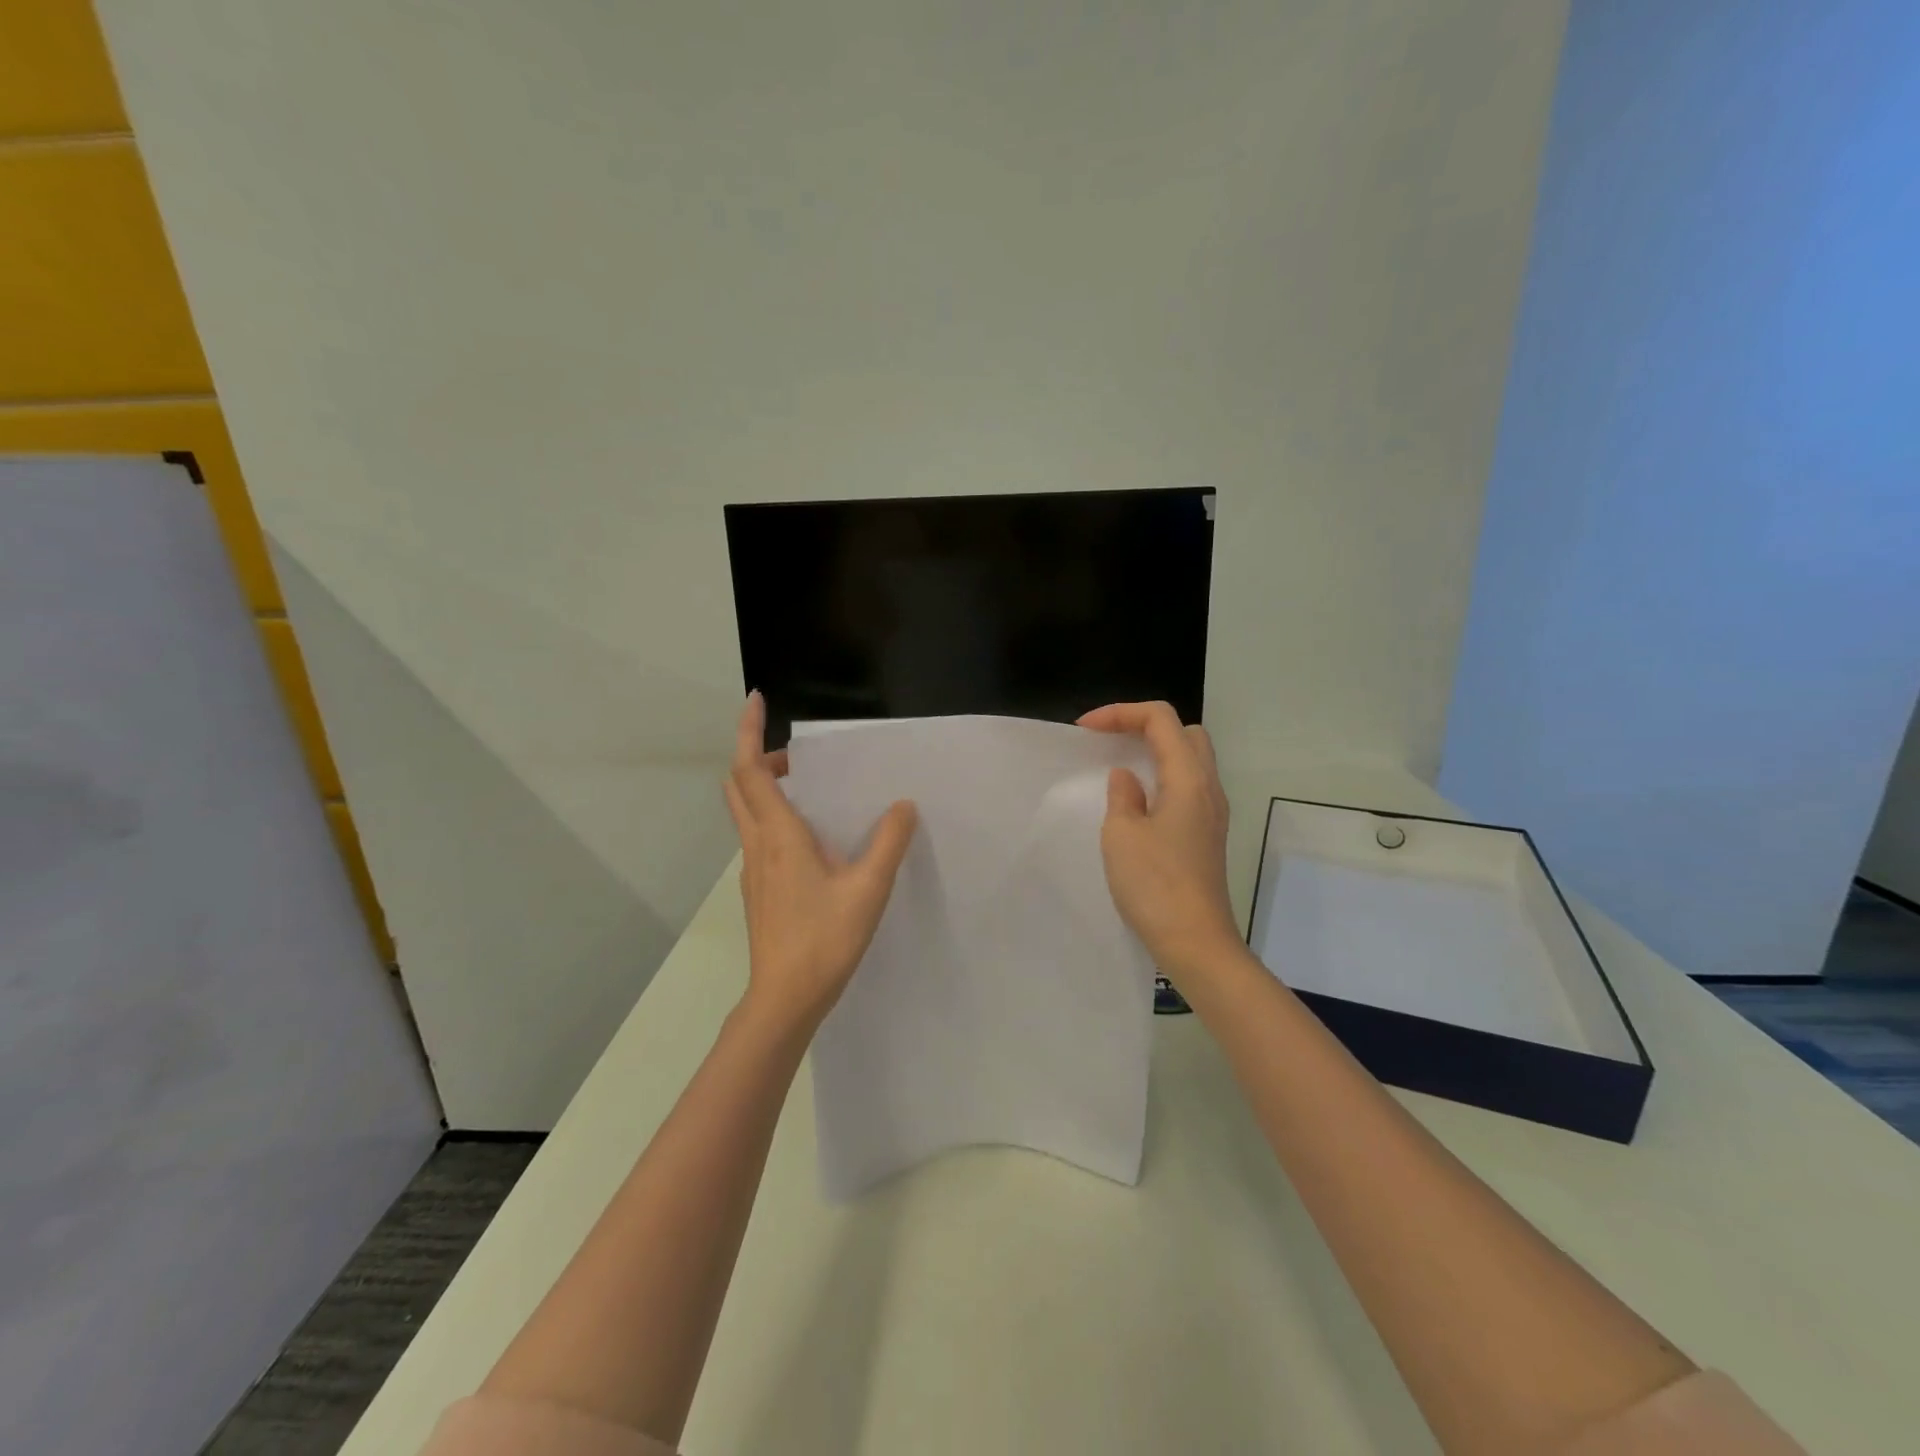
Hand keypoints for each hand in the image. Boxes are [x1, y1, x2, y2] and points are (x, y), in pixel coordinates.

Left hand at [723, 692, 918, 1032]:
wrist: (785, 998)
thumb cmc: (824, 939)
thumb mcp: (868, 888)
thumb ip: (888, 843)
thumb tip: (903, 805)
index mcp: (779, 835)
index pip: (750, 769)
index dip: (749, 731)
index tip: (757, 699)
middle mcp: (758, 845)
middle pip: (739, 785)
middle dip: (757, 757)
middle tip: (796, 755)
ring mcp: (753, 870)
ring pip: (745, 812)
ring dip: (764, 788)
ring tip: (808, 790)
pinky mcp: (758, 891)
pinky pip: (758, 837)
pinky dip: (772, 818)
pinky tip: (810, 840)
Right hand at [1078, 701, 1242, 987]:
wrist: (1196, 942)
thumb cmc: (1155, 885)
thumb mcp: (1122, 834)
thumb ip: (1122, 795)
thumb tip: (1127, 778)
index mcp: (1188, 778)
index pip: (1160, 719)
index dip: (1120, 713)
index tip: (1085, 730)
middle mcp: (1208, 787)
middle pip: (1184, 732)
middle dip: (1144, 725)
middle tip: (1109, 741)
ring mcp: (1212, 813)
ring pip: (1190, 759)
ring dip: (1155, 752)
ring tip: (1119, 766)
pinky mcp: (1208, 835)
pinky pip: (1188, 787)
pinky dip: (1162, 778)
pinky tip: (1137, 801)